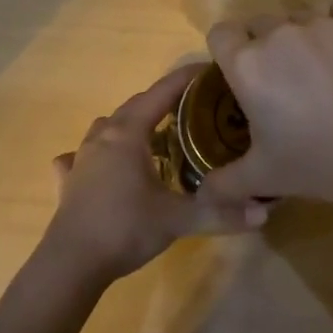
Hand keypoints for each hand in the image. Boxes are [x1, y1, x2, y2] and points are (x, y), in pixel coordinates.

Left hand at [44, 64, 262, 285]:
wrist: (71, 262)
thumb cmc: (125, 228)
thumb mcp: (177, 220)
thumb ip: (220, 213)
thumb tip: (264, 212)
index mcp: (128, 133)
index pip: (161, 93)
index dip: (185, 79)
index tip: (209, 70)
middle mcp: (102, 136)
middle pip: (135, 106)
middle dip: (163, 101)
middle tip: (192, 109)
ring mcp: (80, 157)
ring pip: (108, 126)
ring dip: (131, 124)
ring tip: (154, 137)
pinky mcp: (68, 180)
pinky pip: (80, 155)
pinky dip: (96, 154)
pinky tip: (101, 166)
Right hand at [197, 0, 332, 210]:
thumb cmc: (317, 162)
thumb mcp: (262, 178)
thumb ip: (223, 183)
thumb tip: (200, 193)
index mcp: (247, 64)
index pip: (220, 33)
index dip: (225, 52)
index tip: (239, 76)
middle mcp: (278, 33)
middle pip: (257, 24)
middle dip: (262, 46)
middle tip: (279, 81)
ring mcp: (321, 23)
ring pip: (296, 17)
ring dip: (297, 37)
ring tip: (316, 70)